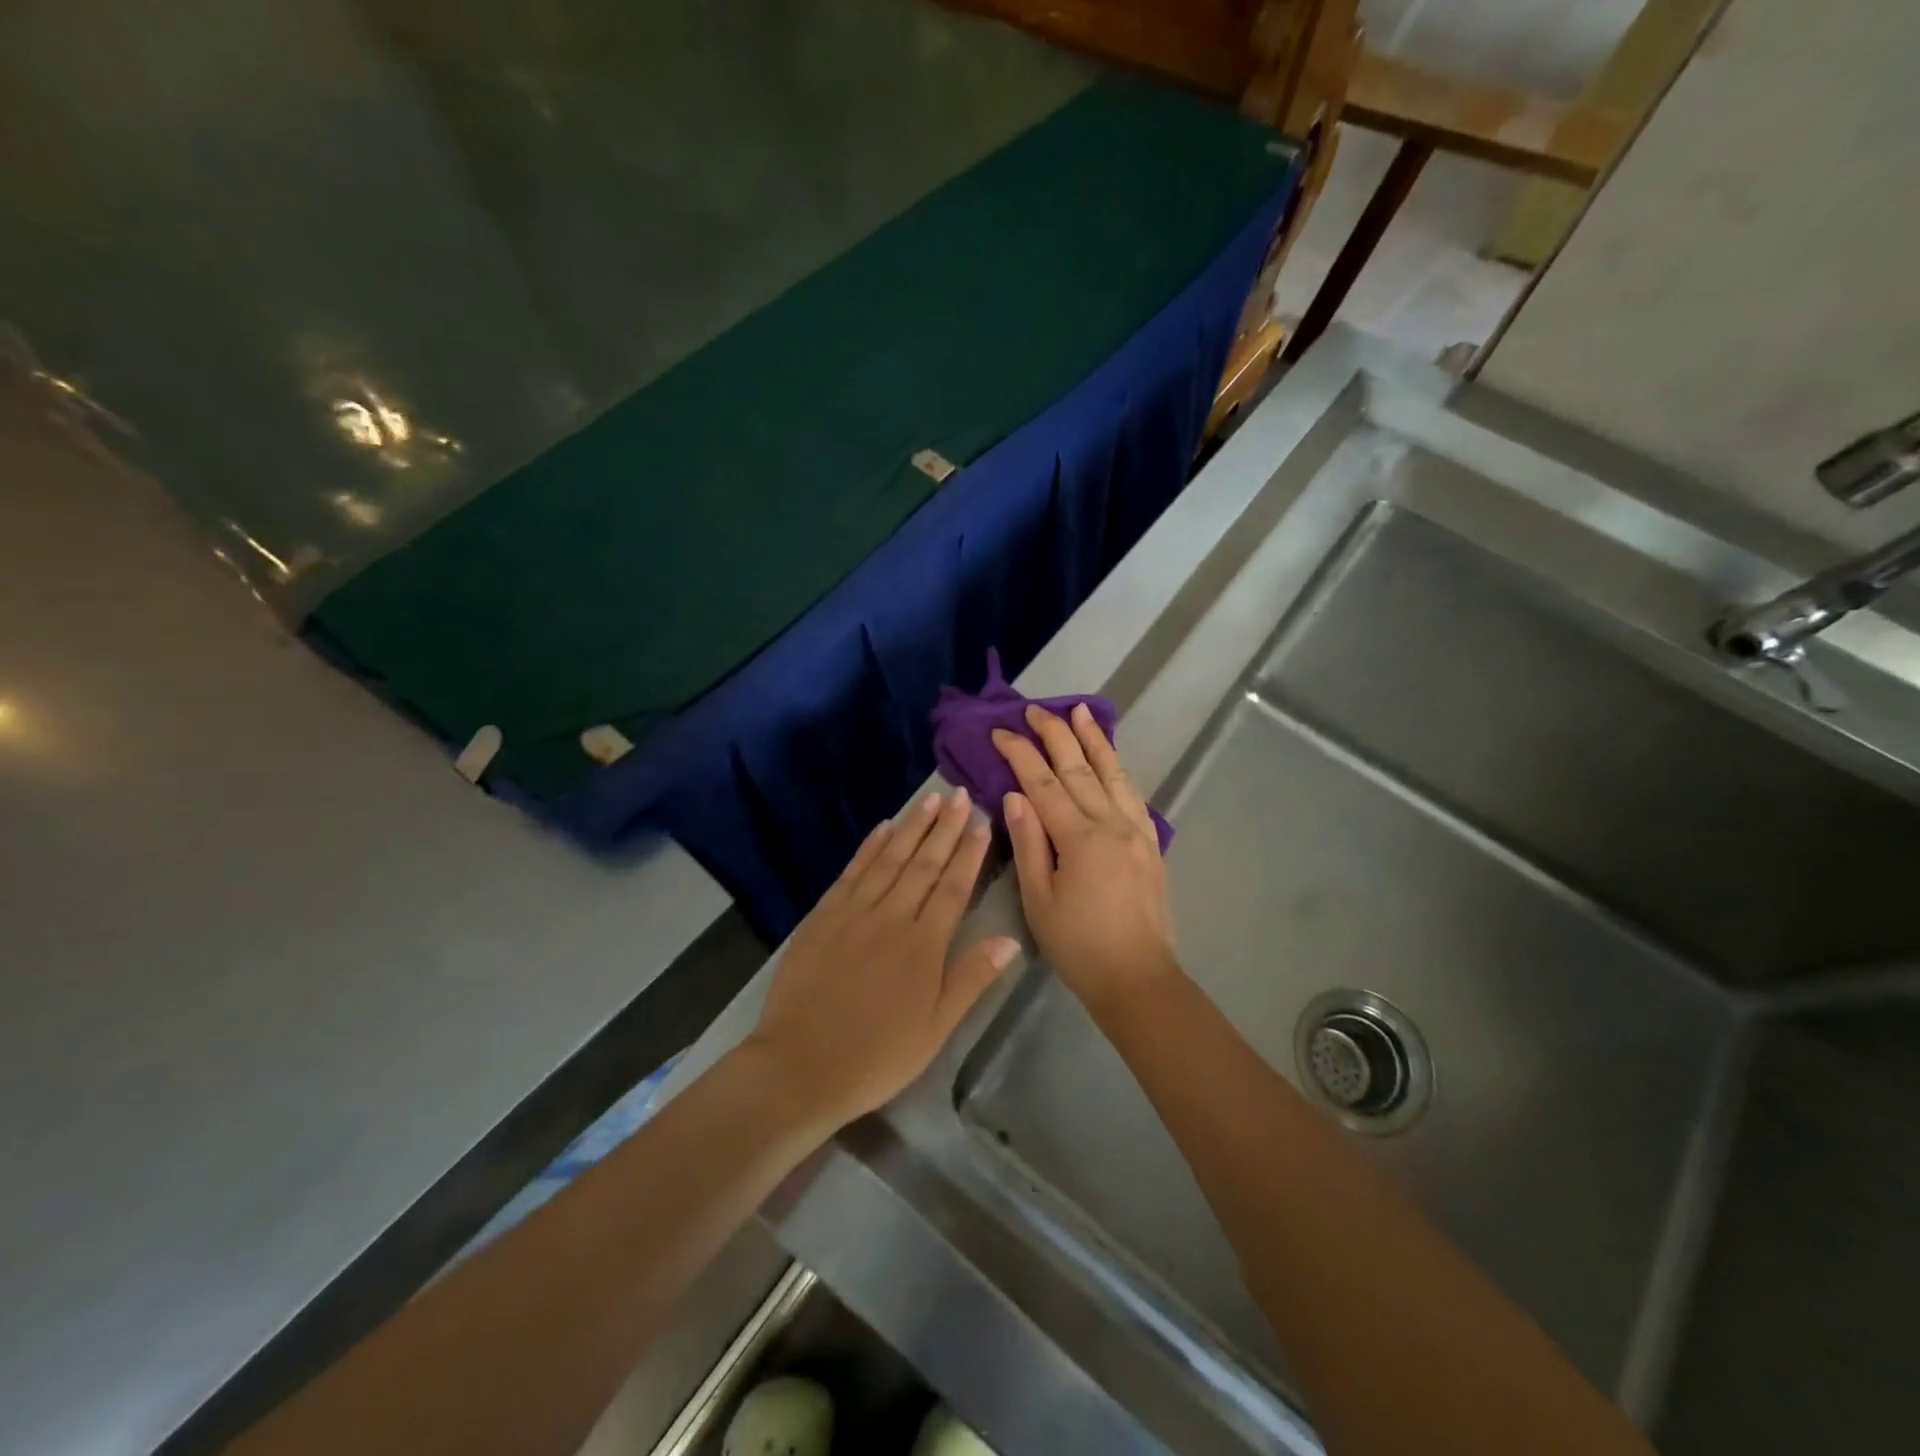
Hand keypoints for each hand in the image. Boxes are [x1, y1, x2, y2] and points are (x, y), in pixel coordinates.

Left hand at [747, 788, 1019, 1128]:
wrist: (799, 1067)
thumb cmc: (876, 1056)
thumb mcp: (936, 1029)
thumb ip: (971, 979)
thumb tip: (1010, 939)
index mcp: (923, 945)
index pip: (953, 888)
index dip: (969, 854)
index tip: (981, 823)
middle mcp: (891, 918)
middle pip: (923, 864)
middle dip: (945, 828)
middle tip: (959, 795)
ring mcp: (853, 913)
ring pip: (889, 860)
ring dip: (911, 828)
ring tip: (930, 799)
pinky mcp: (822, 917)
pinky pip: (851, 872)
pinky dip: (869, 848)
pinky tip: (882, 828)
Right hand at [993, 705, 1178, 1015]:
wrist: (1137, 977)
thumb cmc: (1078, 946)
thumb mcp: (1039, 900)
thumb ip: (1029, 843)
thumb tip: (1015, 794)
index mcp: (1079, 838)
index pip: (1043, 783)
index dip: (1020, 754)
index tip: (1001, 731)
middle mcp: (1111, 823)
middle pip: (1079, 768)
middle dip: (1055, 734)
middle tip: (1035, 709)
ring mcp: (1136, 830)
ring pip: (1112, 772)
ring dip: (1094, 739)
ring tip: (1081, 711)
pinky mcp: (1149, 842)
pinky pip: (1132, 792)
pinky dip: (1118, 767)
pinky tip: (1109, 757)